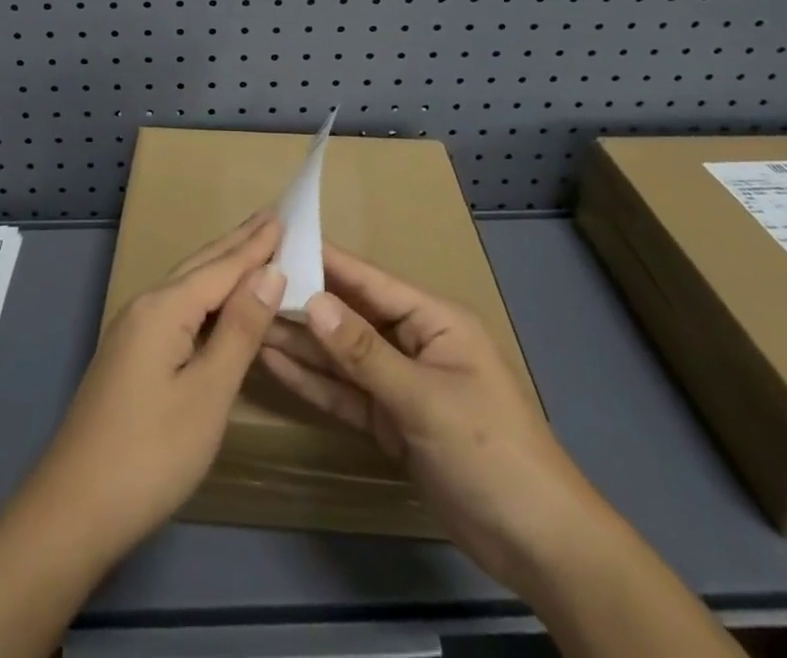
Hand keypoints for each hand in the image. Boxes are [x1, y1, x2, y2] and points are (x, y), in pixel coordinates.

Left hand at [23, 212, 285, 558]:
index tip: (286, 216)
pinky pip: (177, 308)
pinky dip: (206, 296)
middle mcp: (145, 306)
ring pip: (186, 286)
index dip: (257, 245)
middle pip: (201, 266)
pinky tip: (217, 302)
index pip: (222, 267)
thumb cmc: (151, 453)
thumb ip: (240, 329)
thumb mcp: (208, 393)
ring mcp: (132, 331)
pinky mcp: (130, 355)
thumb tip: (270, 272)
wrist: (74, 510)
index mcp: (165, 307)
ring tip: (251, 247)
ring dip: (221, 266)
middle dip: (238, 244)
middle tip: (272, 218)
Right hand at [259, 242, 601, 584]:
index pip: (369, 280)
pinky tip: (274, 362)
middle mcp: (412, 342)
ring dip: (300, 341)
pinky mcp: (391, 422)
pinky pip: (345, 393)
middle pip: (349, 316)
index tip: (278, 239)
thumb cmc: (491, 453)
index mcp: (433, 320)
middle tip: (247, 283)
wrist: (539, 547)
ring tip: (249, 319)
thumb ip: (364, 353)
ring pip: (341, 355)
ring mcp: (400, 383)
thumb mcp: (425, 399)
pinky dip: (314, 381)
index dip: (325, 259)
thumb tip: (312, 301)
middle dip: (303, 301)